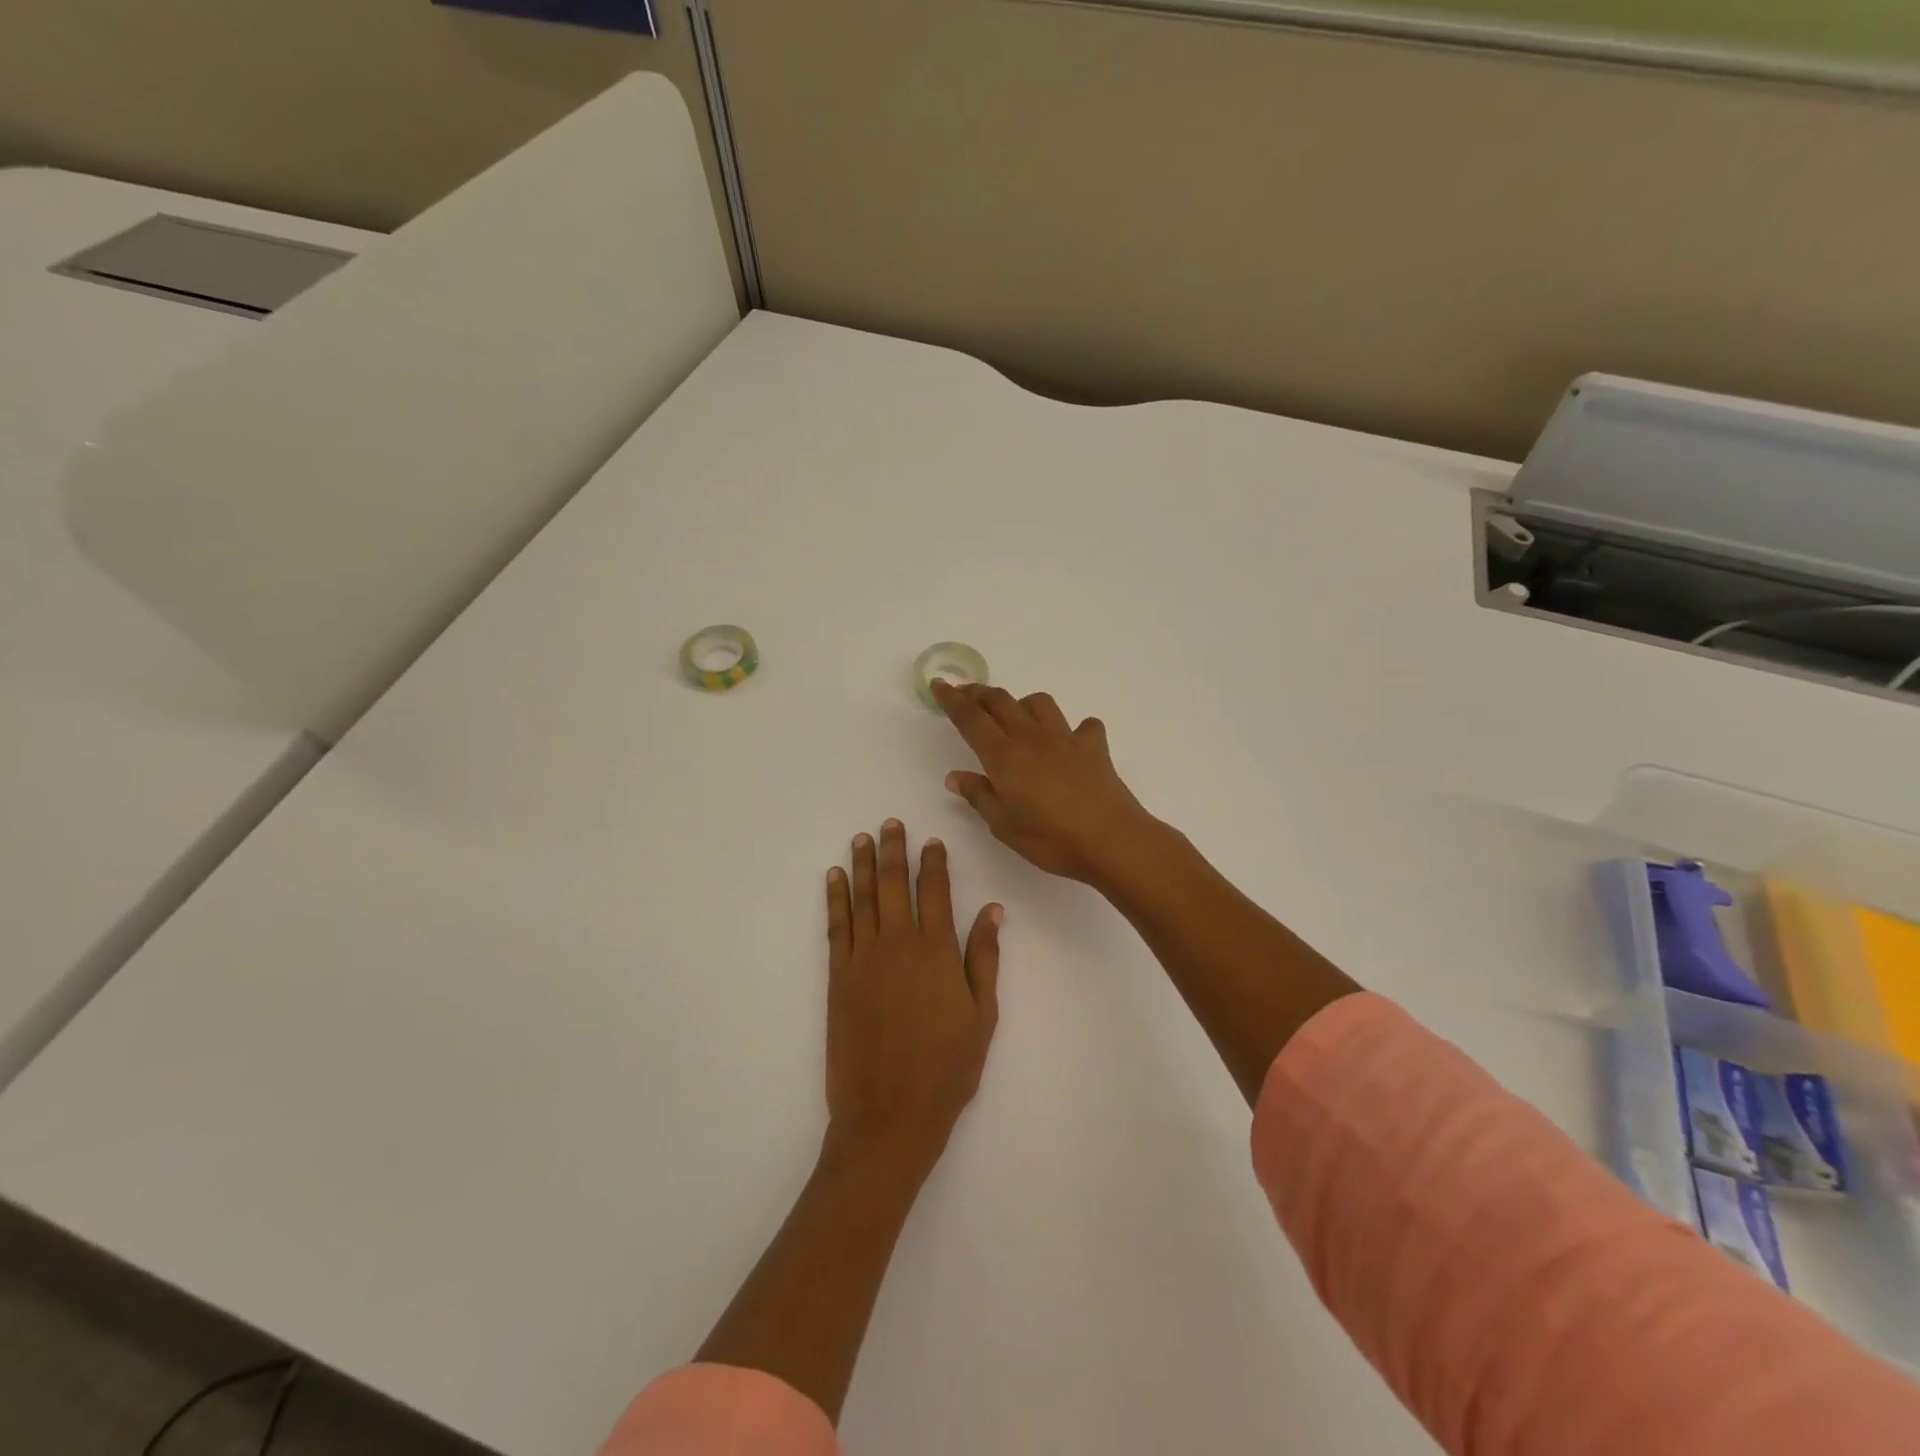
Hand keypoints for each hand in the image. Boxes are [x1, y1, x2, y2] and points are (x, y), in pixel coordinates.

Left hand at [823, 820, 1001, 1187]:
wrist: (889, 1114)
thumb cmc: (947, 1069)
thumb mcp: (982, 1015)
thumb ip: (984, 958)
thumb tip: (991, 910)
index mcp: (937, 952)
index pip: (935, 892)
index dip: (934, 863)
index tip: (932, 842)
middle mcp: (898, 945)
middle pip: (895, 885)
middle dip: (894, 850)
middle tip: (890, 824)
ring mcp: (863, 960)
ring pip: (864, 899)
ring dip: (863, 865)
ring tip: (862, 838)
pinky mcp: (837, 979)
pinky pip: (836, 928)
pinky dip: (835, 899)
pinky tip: (834, 879)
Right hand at [932, 680, 1158, 884]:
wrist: (1110, 839)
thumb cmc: (1051, 838)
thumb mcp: (1004, 825)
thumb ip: (979, 796)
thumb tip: (955, 776)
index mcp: (1004, 756)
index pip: (971, 719)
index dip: (952, 699)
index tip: (939, 684)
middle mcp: (1032, 738)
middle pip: (1001, 701)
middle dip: (980, 693)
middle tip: (966, 693)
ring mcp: (1066, 738)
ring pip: (1039, 703)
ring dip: (1022, 703)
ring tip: (1017, 716)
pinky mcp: (1094, 747)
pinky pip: (1083, 725)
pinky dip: (1074, 729)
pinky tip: (1071, 743)